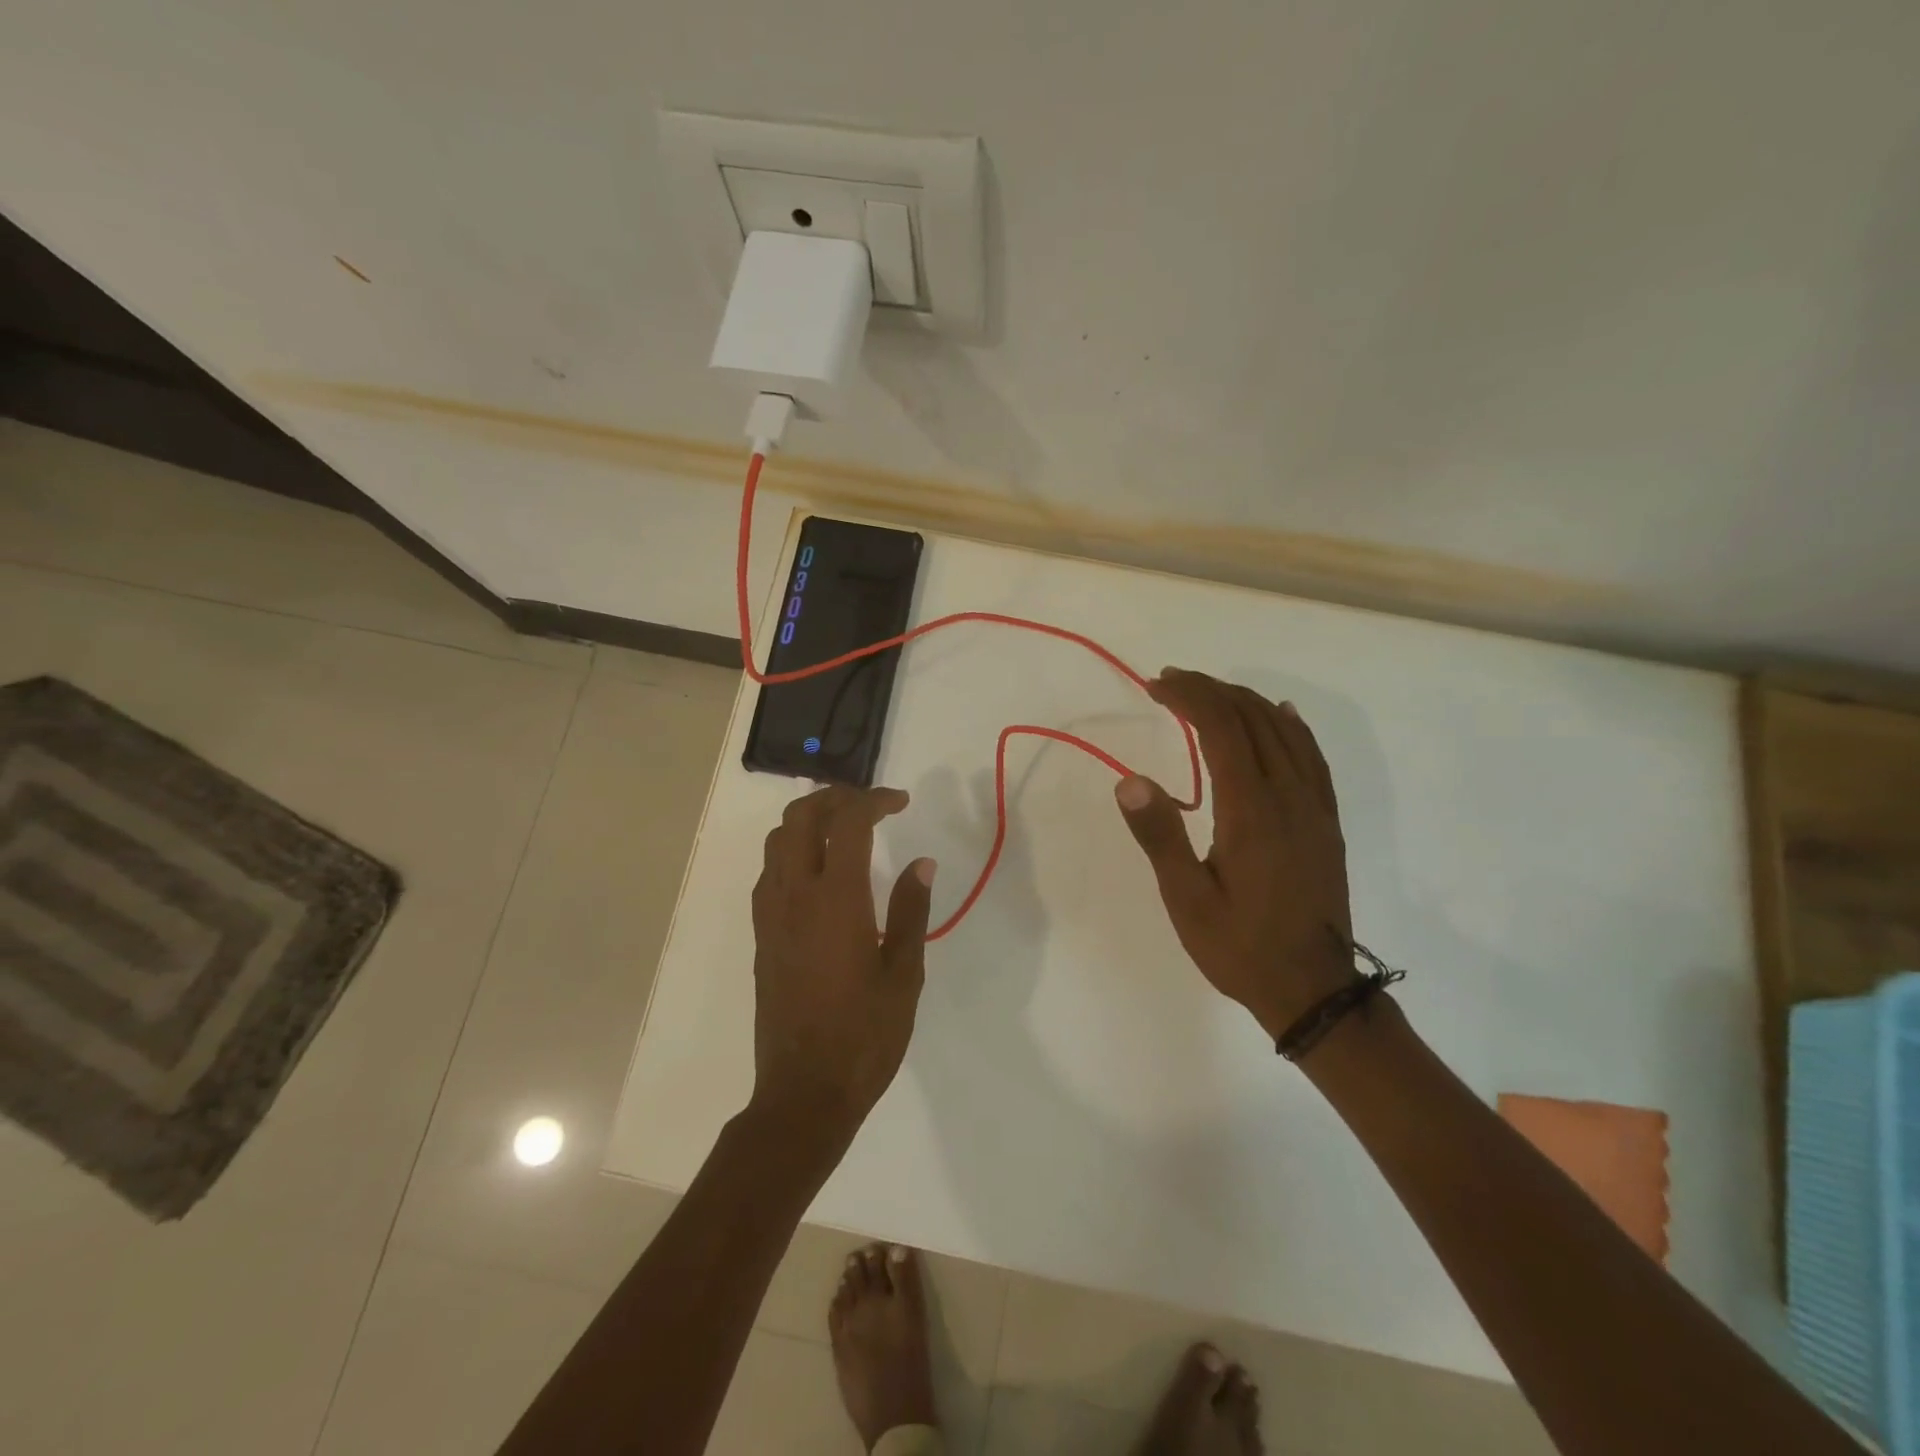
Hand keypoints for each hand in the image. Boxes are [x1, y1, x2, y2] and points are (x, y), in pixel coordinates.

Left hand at [749, 784, 935, 1145]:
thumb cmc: (865, 1036)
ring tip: (844, 829)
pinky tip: (819, 872)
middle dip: (835, 797)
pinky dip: (792, 851)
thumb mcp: (904, 975)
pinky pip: (769, 872)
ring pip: (777, 839)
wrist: (804, 1092)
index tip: (901, 802)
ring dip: (809, 820)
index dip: (875, 800)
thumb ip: (912, 912)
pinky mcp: (761, 935)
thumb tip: (921, 863)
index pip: (849, 822)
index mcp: (837, 900)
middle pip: (802, 817)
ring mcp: (771, 915)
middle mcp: (796, 896)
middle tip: (870, 805)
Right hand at [1115, 668, 1355, 1040]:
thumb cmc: (1240, 946)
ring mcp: (1313, 806)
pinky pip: (1312, 756)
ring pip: (1283, 731)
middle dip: (1210, 690)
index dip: (1189, 696)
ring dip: (1245, 702)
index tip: (1156, 685)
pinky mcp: (1325, 821)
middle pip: (1252, 719)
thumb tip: (1129, 780)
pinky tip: (1280, 716)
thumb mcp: (1187, 899)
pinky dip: (1291, 726)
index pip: (1221, 728)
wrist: (1313, 989)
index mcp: (1251, 810)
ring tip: (1209, 693)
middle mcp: (1288, 795)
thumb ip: (1161, 836)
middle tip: (1170, 681)